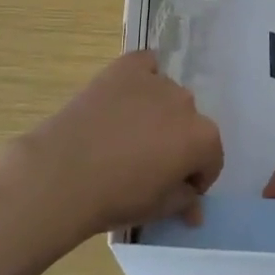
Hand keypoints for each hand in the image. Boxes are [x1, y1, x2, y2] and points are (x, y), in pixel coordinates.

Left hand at [15, 52, 223, 237]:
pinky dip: (142, 76)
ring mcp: (157, 80)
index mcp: (202, 138)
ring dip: (158, 112)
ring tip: (127, 132)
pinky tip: (126, 94)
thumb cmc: (116, 197)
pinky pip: (145, 65)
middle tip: (148, 162)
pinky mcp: (127, 66)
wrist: (64, 172)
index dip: (196, 177)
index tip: (176, 188)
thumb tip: (195, 208)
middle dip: (176, 142)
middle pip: (189, 124)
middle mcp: (187, 102)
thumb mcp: (158, 209)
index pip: (211, 158)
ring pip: (167, 96)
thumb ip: (184, 201)